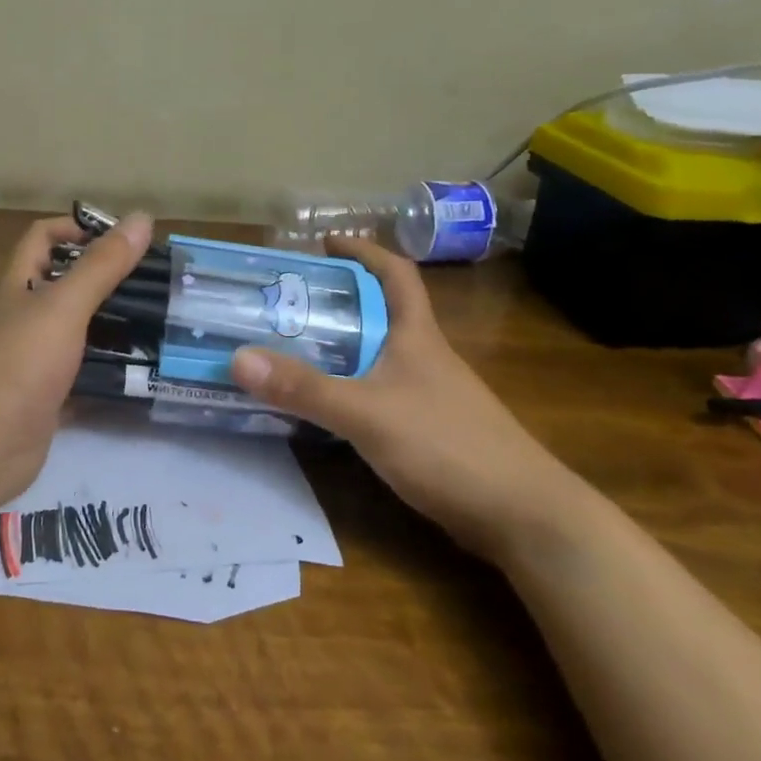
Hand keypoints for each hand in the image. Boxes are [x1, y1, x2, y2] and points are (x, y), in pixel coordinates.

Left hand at [0, 211, 153, 509]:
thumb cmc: (15, 365)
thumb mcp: (62, 307)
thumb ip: (102, 266)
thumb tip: (142, 218)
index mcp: (20, 286)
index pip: (44, 239)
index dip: (78, 228)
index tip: (124, 238)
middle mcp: (25, 319)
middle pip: (67, 287)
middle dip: (109, 281)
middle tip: (159, 285)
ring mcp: (34, 363)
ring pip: (79, 335)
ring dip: (114, 330)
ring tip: (162, 326)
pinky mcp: (46, 401)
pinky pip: (83, 381)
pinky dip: (109, 377)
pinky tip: (145, 376)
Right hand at [228, 237, 589, 563]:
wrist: (521, 515)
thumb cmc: (447, 446)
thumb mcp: (366, 413)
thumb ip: (304, 388)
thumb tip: (238, 357)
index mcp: (416, 336)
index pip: (395, 274)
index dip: (363, 252)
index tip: (323, 244)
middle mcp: (424, 356)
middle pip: (380, 312)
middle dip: (337, 300)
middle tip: (285, 302)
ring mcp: (429, 394)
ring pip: (377, 354)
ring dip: (340, 345)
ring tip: (291, 347)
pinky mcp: (427, 429)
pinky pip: (378, 392)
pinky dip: (349, 386)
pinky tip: (325, 404)